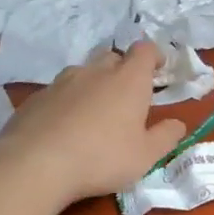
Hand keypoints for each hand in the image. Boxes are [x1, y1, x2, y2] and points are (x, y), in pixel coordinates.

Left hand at [0, 45, 186, 207]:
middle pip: (113, 57)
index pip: (145, 50)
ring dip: (93, 85)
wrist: (35, 164)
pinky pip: (58, 92)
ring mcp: (62, 82)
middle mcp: (95, 72)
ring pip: (83, 73)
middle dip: (122, 70)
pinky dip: (67, 102)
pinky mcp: (36, 98)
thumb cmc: (102, 158)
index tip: (159, 70)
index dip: (154, 56)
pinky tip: (64, 128)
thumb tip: (178, 124)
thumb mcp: (145, 156)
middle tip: (127, 98)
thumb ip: (166, 137)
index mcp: (128, 80)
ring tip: (94, 114)